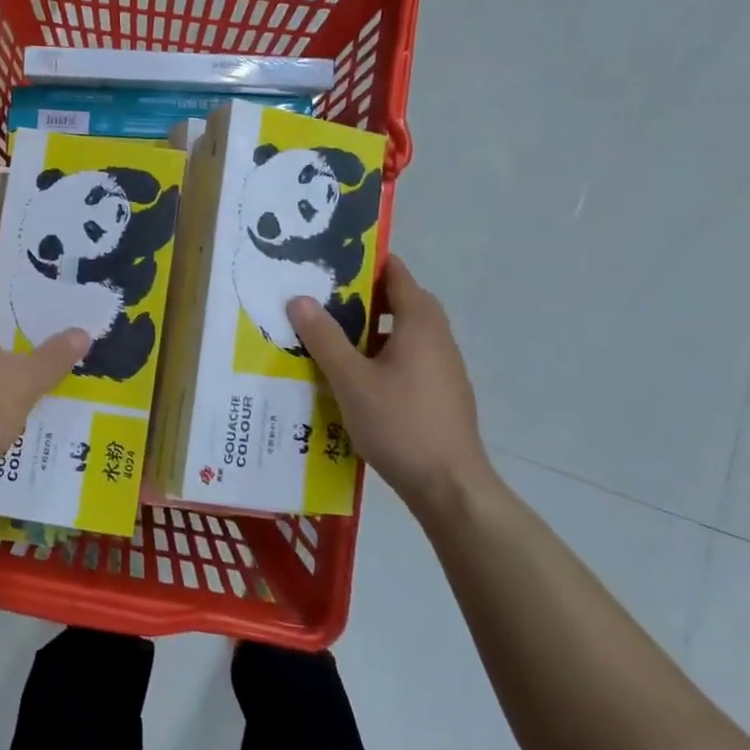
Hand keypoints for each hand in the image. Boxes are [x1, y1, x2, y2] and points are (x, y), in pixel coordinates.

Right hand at [288, 255, 491, 514]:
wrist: (450, 487)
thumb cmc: (400, 423)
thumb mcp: (350, 379)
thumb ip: (324, 337)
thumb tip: (299, 298)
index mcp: (420, 322)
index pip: (395, 273)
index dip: (364, 263)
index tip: (330, 262)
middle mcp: (437, 336)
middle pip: (399, 301)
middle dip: (361, 298)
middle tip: (321, 301)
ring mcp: (444, 366)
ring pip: (403, 333)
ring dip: (370, 331)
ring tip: (330, 340)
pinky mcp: (442, 393)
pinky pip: (409, 358)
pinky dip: (382, 356)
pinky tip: (354, 379)